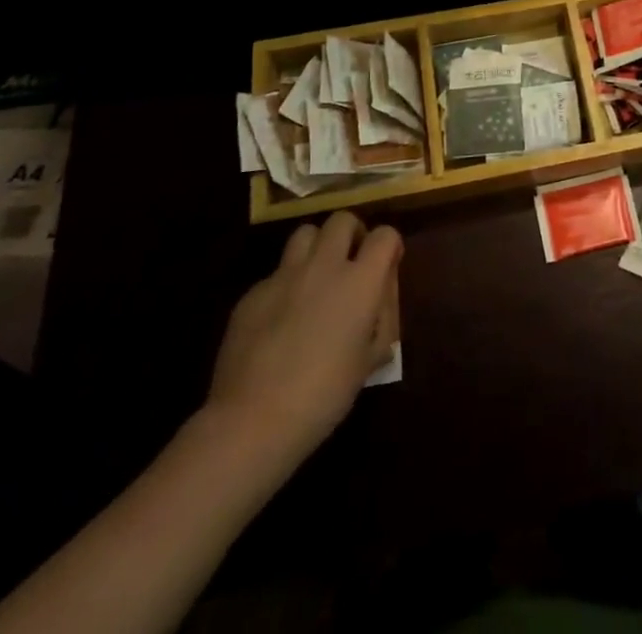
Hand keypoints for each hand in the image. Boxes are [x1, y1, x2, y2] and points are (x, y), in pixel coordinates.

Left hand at [204, 211, 400, 471]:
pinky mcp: (252, 294)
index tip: (387, 266)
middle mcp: (324, 266)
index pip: (385, 235)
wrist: (253, 420)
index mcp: (360, 281)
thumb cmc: (324, 394)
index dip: (390, 246)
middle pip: (342, 219)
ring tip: (316, 277)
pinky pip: (275, 274)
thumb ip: (381, 320)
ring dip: (317, 247)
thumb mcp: (370, 360)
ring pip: (305, 234)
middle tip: (351, 261)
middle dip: (352, 233)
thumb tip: (378, 302)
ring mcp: (284, 276)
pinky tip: (280, 319)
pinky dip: (285, 285)